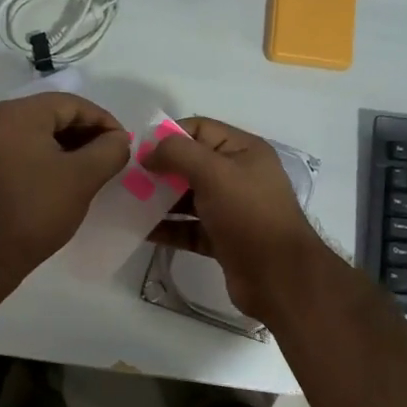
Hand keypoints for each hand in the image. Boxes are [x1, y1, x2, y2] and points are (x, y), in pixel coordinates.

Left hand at [0, 93, 128, 277]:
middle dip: (87, 135)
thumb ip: (110, 150)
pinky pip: (23, 152)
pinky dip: (48, 160)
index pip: (73, 104)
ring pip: (39, 135)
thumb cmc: (35, 209)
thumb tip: (118, 139)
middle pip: (54, 116)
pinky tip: (64, 181)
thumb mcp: (83, 178)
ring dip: (69, 148)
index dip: (104, 122)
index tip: (124, 146)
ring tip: (93, 172)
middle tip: (111, 158)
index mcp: (20, 113)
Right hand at [143, 116, 331, 316]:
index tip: (138, 151)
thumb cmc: (249, 215)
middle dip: (160, 169)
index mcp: (244, 151)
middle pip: (191, 163)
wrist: (279, 277)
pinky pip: (190, 227)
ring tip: (127, 203)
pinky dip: (168, 227)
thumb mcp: (214, 172)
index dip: (168, 135)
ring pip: (188, 197)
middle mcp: (239, 176)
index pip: (200, 129)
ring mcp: (232, 209)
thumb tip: (149, 153)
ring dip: (160, 199)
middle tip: (127, 178)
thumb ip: (178, 153)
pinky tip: (141, 230)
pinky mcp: (223, 239)